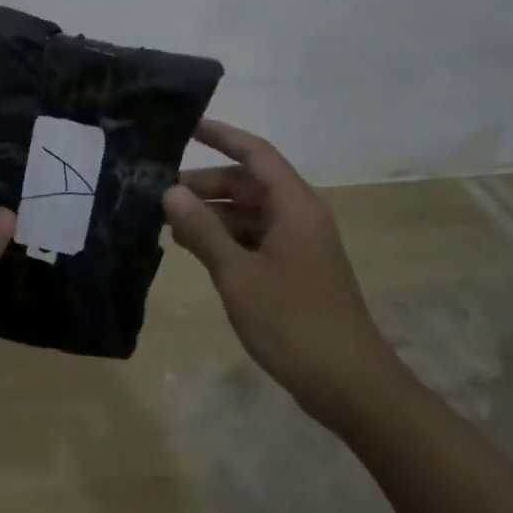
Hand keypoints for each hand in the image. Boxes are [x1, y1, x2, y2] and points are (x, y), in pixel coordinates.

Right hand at [163, 119, 402, 427]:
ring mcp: (299, 245)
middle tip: (161, 194)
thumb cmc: (294, 322)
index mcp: (294, 207)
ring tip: (171, 223)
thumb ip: (202, 230)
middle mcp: (299, 217)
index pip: (255, 154)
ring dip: (213, 213)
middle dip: (207, 184)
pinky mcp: (295, 270)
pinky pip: (255, 238)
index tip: (186, 126)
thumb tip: (170, 192)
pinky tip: (196, 249)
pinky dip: (226, 237)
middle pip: (249, 183)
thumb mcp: (238, 274)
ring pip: (250, 213)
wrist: (350, 386)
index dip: (221, 135)